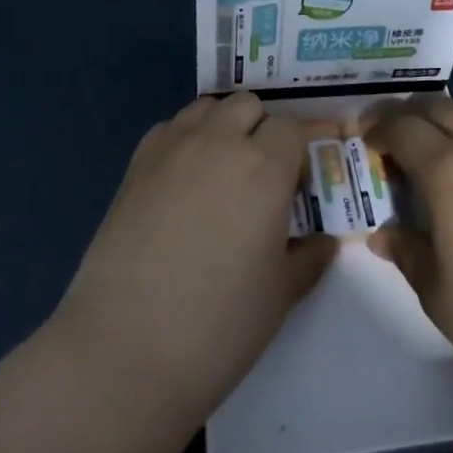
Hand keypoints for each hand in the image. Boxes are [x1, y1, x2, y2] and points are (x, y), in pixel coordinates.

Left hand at [55, 93, 336, 422]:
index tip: (292, 190)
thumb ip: (310, 257)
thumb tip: (325, 241)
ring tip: (219, 173)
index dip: (297, 154)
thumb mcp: (282, 294)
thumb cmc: (220, 323)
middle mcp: (219, 142)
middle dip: (260, 130)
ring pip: (207, 108)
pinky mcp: (136, 164)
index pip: (291, 129)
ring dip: (221, 127)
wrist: (127, 346)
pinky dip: (184, 139)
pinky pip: (169, 127)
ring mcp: (172, 148)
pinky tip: (181, 182)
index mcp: (264, 167)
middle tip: (258, 178)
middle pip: (248, 105)